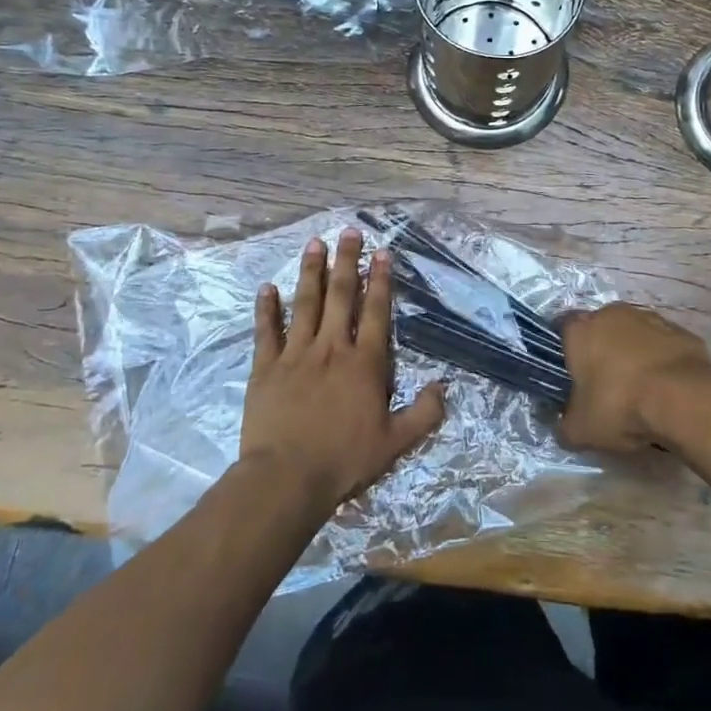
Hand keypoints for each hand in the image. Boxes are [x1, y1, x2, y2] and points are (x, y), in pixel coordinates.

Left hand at [240, 230, 445, 508]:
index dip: (380, 280)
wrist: (287, 478)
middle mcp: (332, 348)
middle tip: (348, 231)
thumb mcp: (396, 443)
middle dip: (346, 261)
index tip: (381, 252)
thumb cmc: (344, 461)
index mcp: (365, 363)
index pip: (376, 311)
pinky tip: (267, 287)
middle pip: (341, 296)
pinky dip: (266, 308)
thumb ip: (424, 413)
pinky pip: (266, 331)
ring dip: (310, 272)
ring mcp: (296, 354)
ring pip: (305, 304)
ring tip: (314, 243)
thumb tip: (444, 386)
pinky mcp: (266, 367)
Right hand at [558, 303, 710, 452]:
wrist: (684, 399)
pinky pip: (663, 344)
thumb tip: (564, 426)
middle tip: (606, 384)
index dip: (566, 349)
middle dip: (602, 350)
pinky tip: (668, 387)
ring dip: (634, 353)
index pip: (563, 328)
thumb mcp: (581, 430)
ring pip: (634, 333)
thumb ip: (565, 425)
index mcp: (581, 330)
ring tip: (641, 388)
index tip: (571, 373)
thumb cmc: (620, 406)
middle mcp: (612, 314)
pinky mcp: (681, 330)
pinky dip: (662, 360)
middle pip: (601, 328)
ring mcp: (650, 318)